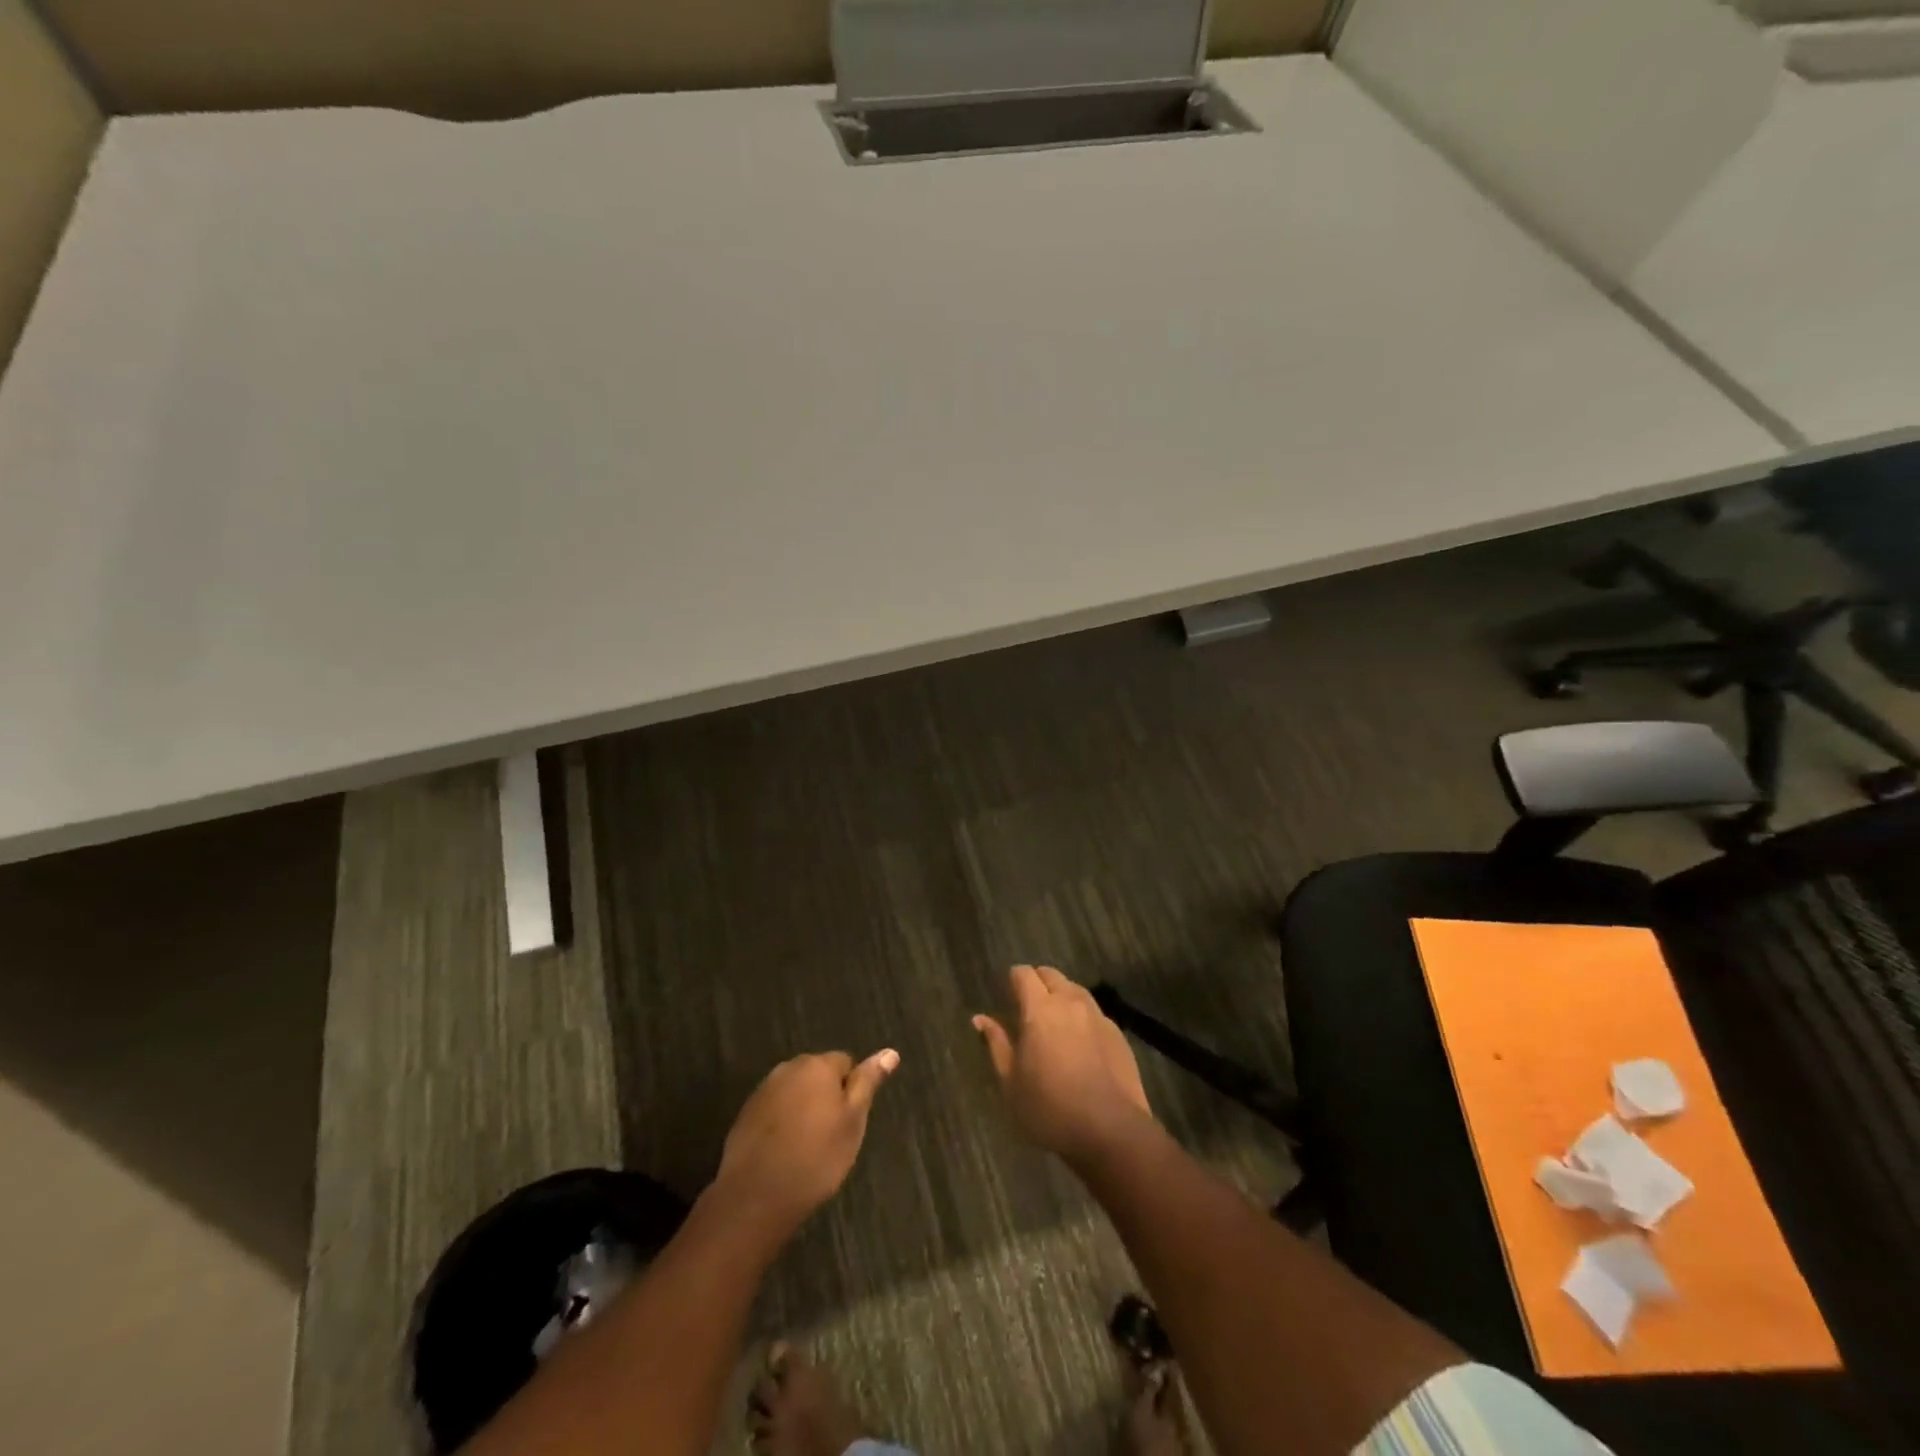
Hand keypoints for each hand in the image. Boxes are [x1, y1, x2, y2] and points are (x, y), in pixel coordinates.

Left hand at [714, 1049, 899, 1234]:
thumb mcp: (853, 1121)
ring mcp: (763, 1091)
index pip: (845, 1062)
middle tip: (832, 1135)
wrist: (757, 1196)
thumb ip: (868, 1082)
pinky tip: (784, 1152)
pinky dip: (782, 1124)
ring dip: (803, 1109)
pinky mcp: (745, 1114)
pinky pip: (774, 1110)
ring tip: (807, 1146)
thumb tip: (890, 1052)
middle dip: (826, 1096)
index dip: (852, 1091)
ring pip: (795, 1092)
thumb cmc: (816, 1157)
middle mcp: (788, 1068)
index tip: (849, 1121)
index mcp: (818, 1065)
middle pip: (817, 1074)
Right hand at [973, 965, 1152, 1164]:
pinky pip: (1093, 1011)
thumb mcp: (1011, 1081)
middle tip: (1028, 1007)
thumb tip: (980, 1019)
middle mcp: (1069, 1002)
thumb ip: (996, 1043)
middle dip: (1037, 982)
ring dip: (1060, 995)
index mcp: (1039, 1008)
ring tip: (1053, 1021)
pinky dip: (1081, 1015)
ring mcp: (1097, 1015)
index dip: (1013, 979)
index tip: (1007, 995)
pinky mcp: (1116, 1032)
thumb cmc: (1049, 1107)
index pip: (1023, 973)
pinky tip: (1079, 1041)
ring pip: (1074, 989)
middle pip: (1050, 974)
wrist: (1110, 1129)